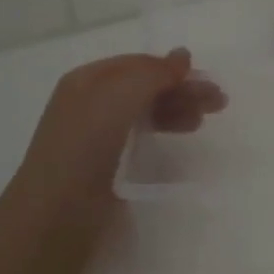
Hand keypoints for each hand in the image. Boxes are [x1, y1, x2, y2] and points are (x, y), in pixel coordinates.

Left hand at [0, 50, 225, 273]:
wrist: (55, 216)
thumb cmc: (84, 148)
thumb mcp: (118, 97)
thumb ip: (152, 74)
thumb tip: (183, 56)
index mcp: (86, 81)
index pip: (137, 64)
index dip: (171, 69)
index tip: (206, 80)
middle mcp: (90, 104)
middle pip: (143, 87)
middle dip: (180, 90)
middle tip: (218, 103)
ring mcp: (96, 137)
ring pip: (143, 113)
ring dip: (175, 110)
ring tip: (201, 122)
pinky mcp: (104, 167)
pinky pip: (139, 138)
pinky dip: (162, 132)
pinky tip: (176, 139)